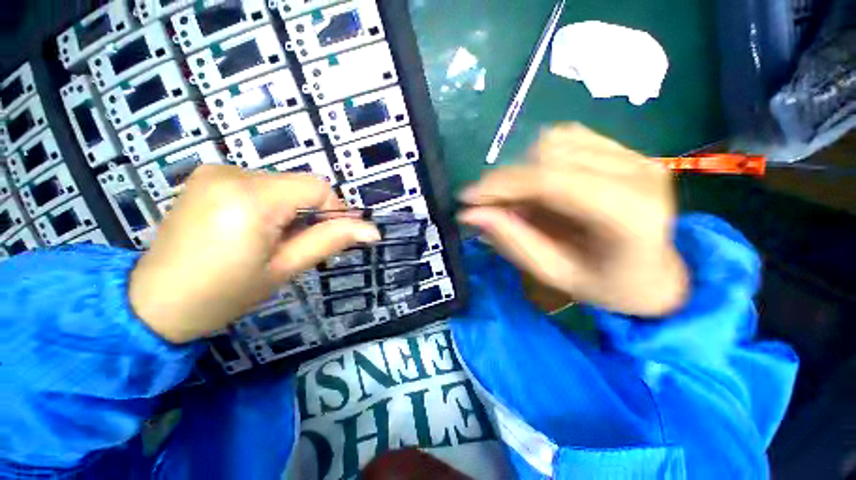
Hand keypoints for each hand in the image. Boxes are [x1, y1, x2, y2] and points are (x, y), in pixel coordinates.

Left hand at [130, 166, 380, 342]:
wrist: (154, 303)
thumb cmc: (224, 293)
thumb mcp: (285, 268)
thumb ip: (330, 240)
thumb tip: (372, 231)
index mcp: (250, 198)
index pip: (317, 186)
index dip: (336, 209)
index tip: (335, 235)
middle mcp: (230, 173)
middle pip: (298, 184)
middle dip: (310, 212)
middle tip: (298, 244)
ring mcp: (214, 171)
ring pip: (281, 184)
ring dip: (290, 209)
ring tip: (273, 239)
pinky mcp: (207, 177)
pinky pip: (259, 184)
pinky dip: (270, 204)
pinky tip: (253, 228)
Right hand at [458, 124, 687, 316]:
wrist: (655, 274)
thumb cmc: (607, 285)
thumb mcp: (554, 274)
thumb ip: (512, 241)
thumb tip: (470, 214)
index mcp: (629, 214)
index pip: (549, 181)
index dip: (500, 185)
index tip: (466, 198)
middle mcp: (637, 172)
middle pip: (548, 154)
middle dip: (505, 180)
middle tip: (489, 206)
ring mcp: (635, 154)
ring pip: (553, 141)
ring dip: (522, 170)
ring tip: (519, 200)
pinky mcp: (625, 149)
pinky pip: (566, 137)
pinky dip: (539, 160)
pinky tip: (540, 185)